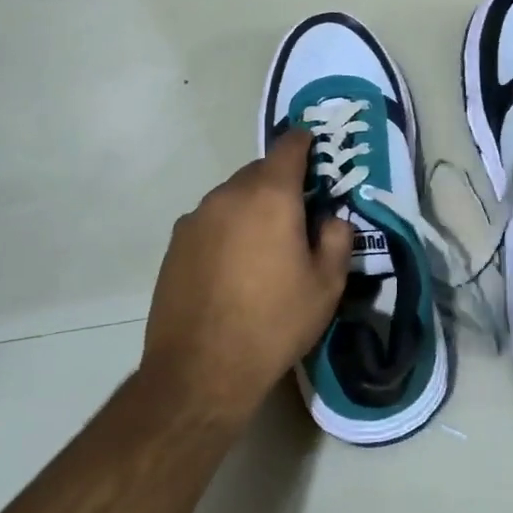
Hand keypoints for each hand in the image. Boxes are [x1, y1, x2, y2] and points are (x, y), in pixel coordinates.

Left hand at [140, 130, 351, 426]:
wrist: (200, 369)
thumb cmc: (274, 322)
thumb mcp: (327, 285)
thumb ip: (337, 239)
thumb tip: (331, 219)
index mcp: (270, 196)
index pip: (289, 146)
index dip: (305, 142)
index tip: (316, 149)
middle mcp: (228, 195)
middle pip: (259, 172)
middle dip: (281, 183)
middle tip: (299, 213)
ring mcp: (196, 218)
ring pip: (232, 196)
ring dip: (252, 207)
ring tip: (265, 246)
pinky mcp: (175, 244)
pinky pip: (211, 221)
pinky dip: (227, 228)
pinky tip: (233, 266)